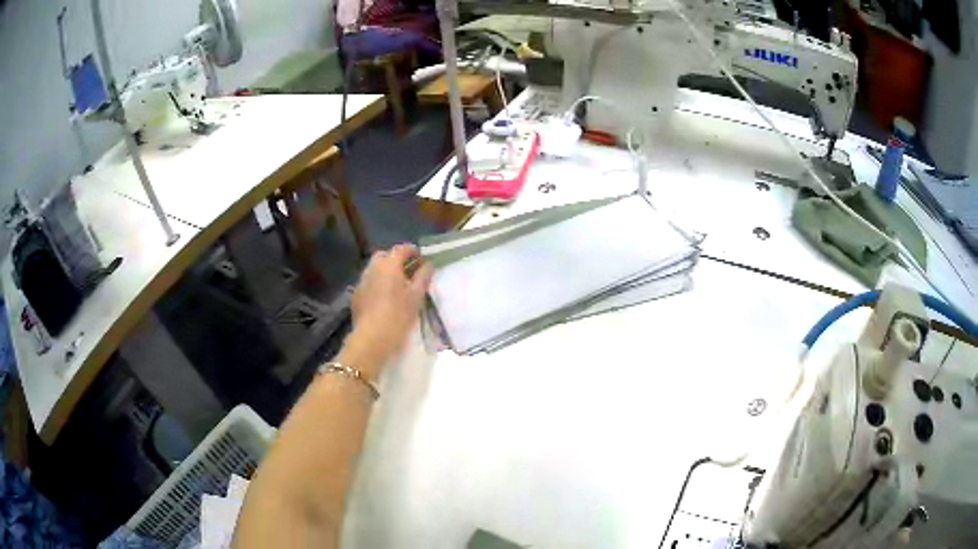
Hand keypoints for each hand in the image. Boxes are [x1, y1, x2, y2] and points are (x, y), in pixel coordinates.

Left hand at [340, 244, 432, 378]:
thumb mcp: (416, 296)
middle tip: (408, 270)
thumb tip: (428, 264)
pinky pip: (369, 282)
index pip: (401, 249)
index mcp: (389, 264)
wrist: (372, 338)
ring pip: (374, 268)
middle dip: (396, 259)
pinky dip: (377, 283)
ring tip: (397, 285)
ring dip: (386, 271)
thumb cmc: (398, 316)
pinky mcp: (356, 294)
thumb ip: (423, 277)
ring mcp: (362, 281)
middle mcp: (372, 268)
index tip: (421, 258)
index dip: (413, 250)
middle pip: (385, 256)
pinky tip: (384, 297)